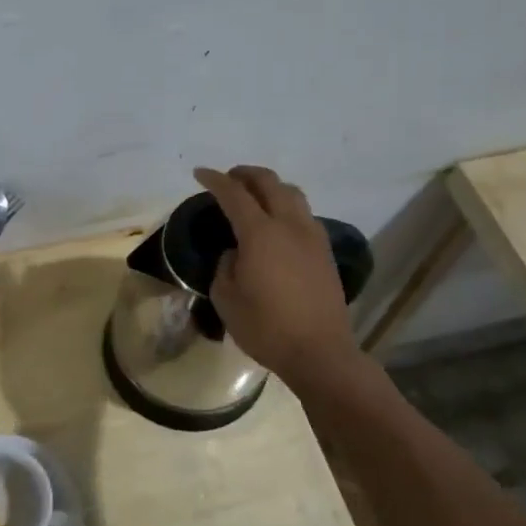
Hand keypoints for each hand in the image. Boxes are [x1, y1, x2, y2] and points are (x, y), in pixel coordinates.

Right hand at [194, 165, 361, 383]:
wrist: (320, 352)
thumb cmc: (266, 328)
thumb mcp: (227, 298)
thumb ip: (226, 266)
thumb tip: (236, 253)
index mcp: (260, 234)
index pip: (234, 194)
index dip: (215, 180)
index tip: (200, 173)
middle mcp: (289, 225)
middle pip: (269, 182)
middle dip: (245, 174)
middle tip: (228, 179)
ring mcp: (312, 237)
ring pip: (292, 194)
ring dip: (270, 187)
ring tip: (254, 197)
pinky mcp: (325, 252)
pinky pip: (304, 214)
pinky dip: (286, 207)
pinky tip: (276, 224)